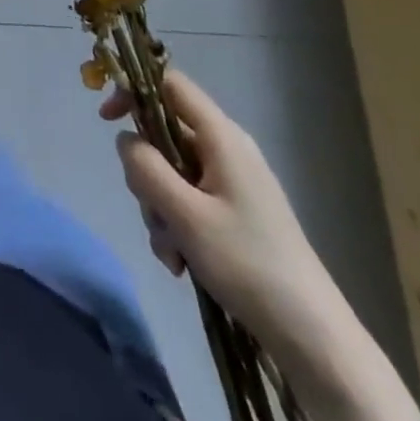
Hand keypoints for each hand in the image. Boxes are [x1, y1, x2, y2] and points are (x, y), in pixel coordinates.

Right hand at [104, 67, 344, 356]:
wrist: (312, 336)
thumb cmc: (247, 264)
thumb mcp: (185, 215)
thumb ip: (146, 168)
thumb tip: (125, 140)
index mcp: (221, 137)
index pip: (170, 84)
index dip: (134, 90)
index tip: (107, 120)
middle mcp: (227, 151)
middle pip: (165, 136)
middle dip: (147, 174)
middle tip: (152, 211)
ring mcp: (232, 184)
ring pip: (172, 174)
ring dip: (160, 210)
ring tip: (173, 253)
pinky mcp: (235, 214)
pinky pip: (189, 203)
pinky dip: (177, 228)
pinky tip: (183, 265)